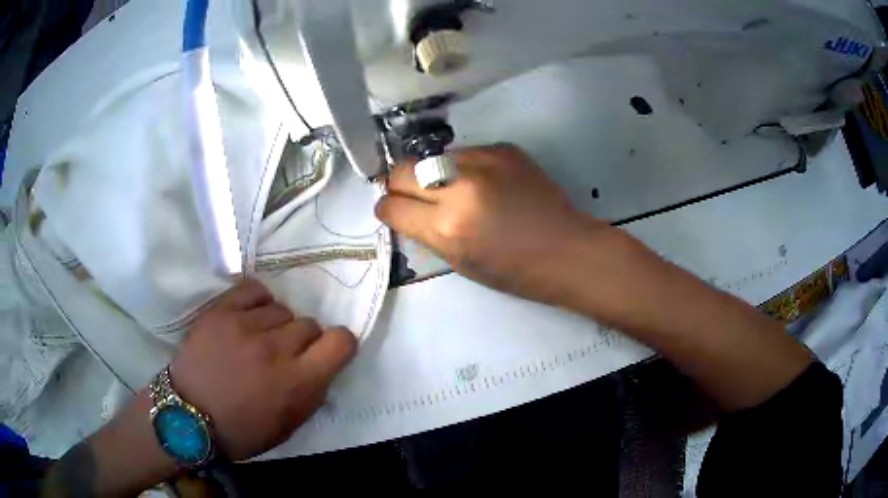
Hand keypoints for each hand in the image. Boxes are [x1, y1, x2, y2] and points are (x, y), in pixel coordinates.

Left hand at [169, 279, 356, 460]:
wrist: (188, 417)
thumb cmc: (241, 431)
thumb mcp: (289, 426)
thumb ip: (312, 394)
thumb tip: (322, 366)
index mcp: (299, 382)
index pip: (341, 341)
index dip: (339, 344)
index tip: (327, 352)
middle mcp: (277, 349)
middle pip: (309, 324)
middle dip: (303, 340)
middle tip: (284, 354)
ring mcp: (246, 326)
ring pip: (282, 309)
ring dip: (278, 325)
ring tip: (260, 338)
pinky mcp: (221, 312)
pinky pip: (254, 290)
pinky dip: (258, 302)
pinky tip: (251, 316)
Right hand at [376, 144, 600, 303]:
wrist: (566, 250)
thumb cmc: (514, 271)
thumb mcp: (459, 262)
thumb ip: (426, 233)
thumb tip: (405, 211)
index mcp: (447, 226)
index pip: (391, 207)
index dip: (387, 211)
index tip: (395, 213)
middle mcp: (459, 186)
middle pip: (401, 171)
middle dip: (400, 186)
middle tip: (417, 198)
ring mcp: (483, 161)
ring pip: (431, 158)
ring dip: (433, 175)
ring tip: (455, 190)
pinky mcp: (502, 148)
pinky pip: (464, 153)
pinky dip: (463, 168)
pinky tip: (485, 184)